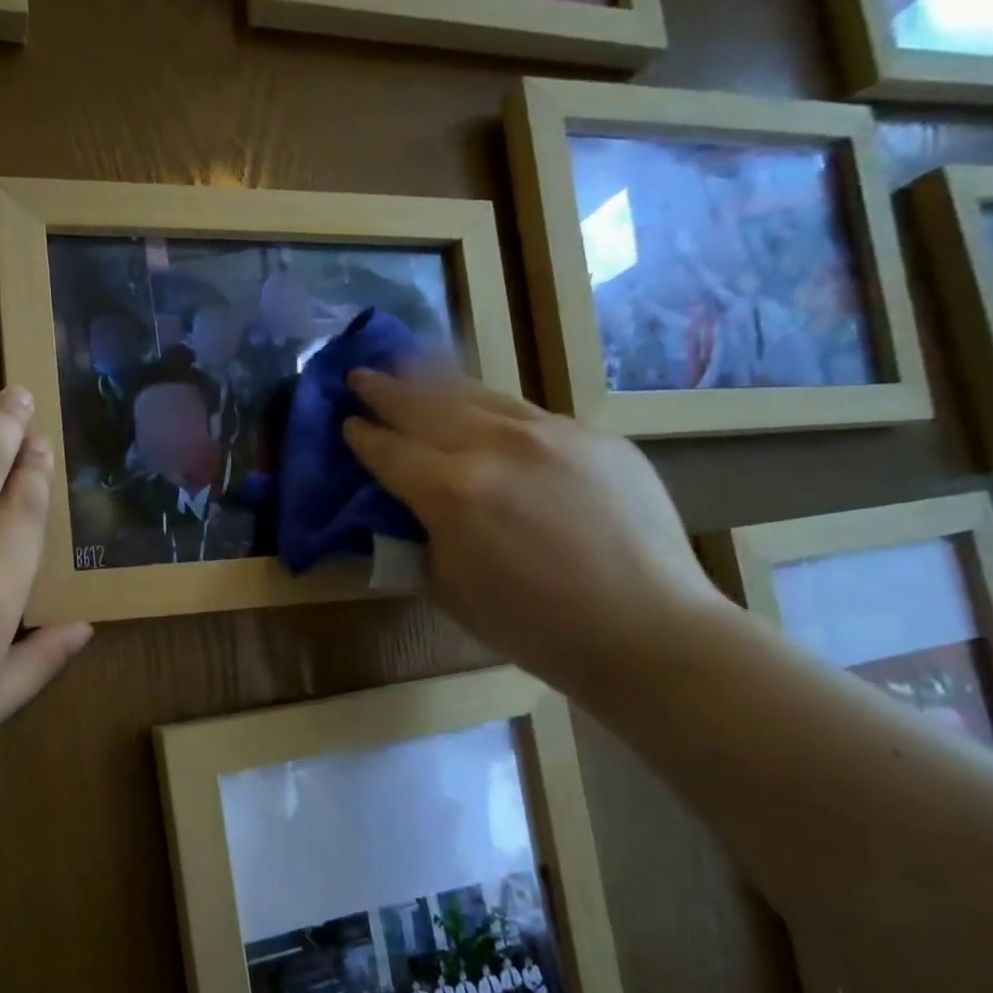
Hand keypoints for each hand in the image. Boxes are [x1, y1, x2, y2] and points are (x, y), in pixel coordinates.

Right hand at [344, 371, 724, 691]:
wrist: (644, 627)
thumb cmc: (532, 626)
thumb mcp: (448, 588)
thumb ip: (421, 536)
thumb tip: (409, 507)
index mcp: (451, 492)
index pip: (389, 451)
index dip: (362, 436)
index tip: (347, 423)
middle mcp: (495, 446)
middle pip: (425, 404)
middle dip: (386, 389)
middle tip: (361, 376)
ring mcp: (551, 433)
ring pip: (477, 394)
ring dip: (435, 381)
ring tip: (411, 365)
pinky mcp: (593, 435)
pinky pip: (527, 414)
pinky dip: (492, 410)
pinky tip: (484, 415)